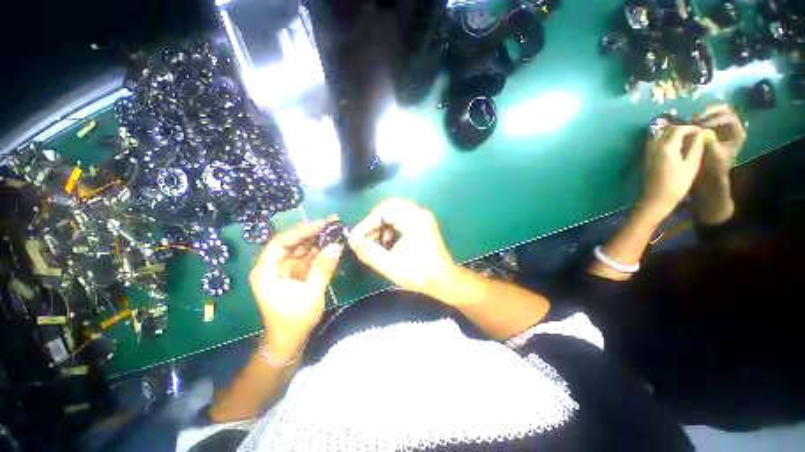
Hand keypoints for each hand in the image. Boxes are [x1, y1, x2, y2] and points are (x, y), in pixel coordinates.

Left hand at [249, 218, 342, 358]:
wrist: (289, 341)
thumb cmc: (294, 321)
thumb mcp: (310, 295)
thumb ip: (322, 269)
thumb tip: (337, 246)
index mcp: (266, 271)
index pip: (280, 242)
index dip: (301, 231)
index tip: (322, 224)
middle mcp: (273, 266)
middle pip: (292, 242)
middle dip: (312, 231)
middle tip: (333, 221)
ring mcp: (285, 269)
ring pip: (302, 247)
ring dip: (318, 238)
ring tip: (336, 228)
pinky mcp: (296, 273)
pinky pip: (308, 257)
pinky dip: (320, 250)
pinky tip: (333, 243)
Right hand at [348, 199, 457, 297]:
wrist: (443, 280)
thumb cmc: (418, 273)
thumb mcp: (389, 265)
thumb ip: (369, 252)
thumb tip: (354, 241)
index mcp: (413, 219)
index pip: (383, 211)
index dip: (366, 223)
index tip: (355, 238)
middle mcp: (419, 213)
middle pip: (389, 207)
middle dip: (373, 221)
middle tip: (364, 236)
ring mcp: (422, 217)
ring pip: (395, 211)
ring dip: (382, 223)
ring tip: (375, 240)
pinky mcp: (423, 223)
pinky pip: (402, 217)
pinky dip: (391, 225)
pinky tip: (388, 240)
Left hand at [641, 125, 711, 219]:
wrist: (657, 198)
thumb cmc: (677, 183)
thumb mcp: (691, 165)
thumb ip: (695, 147)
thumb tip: (700, 134)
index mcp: (666, 147)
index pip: (678, 129)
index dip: (691, 128)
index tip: (701, 131)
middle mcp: (654, 147)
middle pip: (667, 130)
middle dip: (681, 129)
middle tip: (694, 134)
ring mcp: (648, 152)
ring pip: (659, 135)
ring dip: (671, 133)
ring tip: (685, 139)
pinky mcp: (647, 158)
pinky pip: (654, 143)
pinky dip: (664, 139)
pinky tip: (675, 146)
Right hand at [693, 104, 745, 181]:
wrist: (709, 177)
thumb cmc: (714, 168)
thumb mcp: (714, 155)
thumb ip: (710, 141)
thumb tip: (701, 130)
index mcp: (737, 132)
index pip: (728, 117)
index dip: (714, 119)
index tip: (700, 126)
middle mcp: (731, 127)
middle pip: (722, 110)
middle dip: (708, 113)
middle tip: (694, 119)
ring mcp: (720, 128)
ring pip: (713, 113)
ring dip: (702, 115)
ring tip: (690, 122)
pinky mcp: (710, 130)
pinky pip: (705, 120)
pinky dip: (697, 120)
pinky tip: (688, 126)